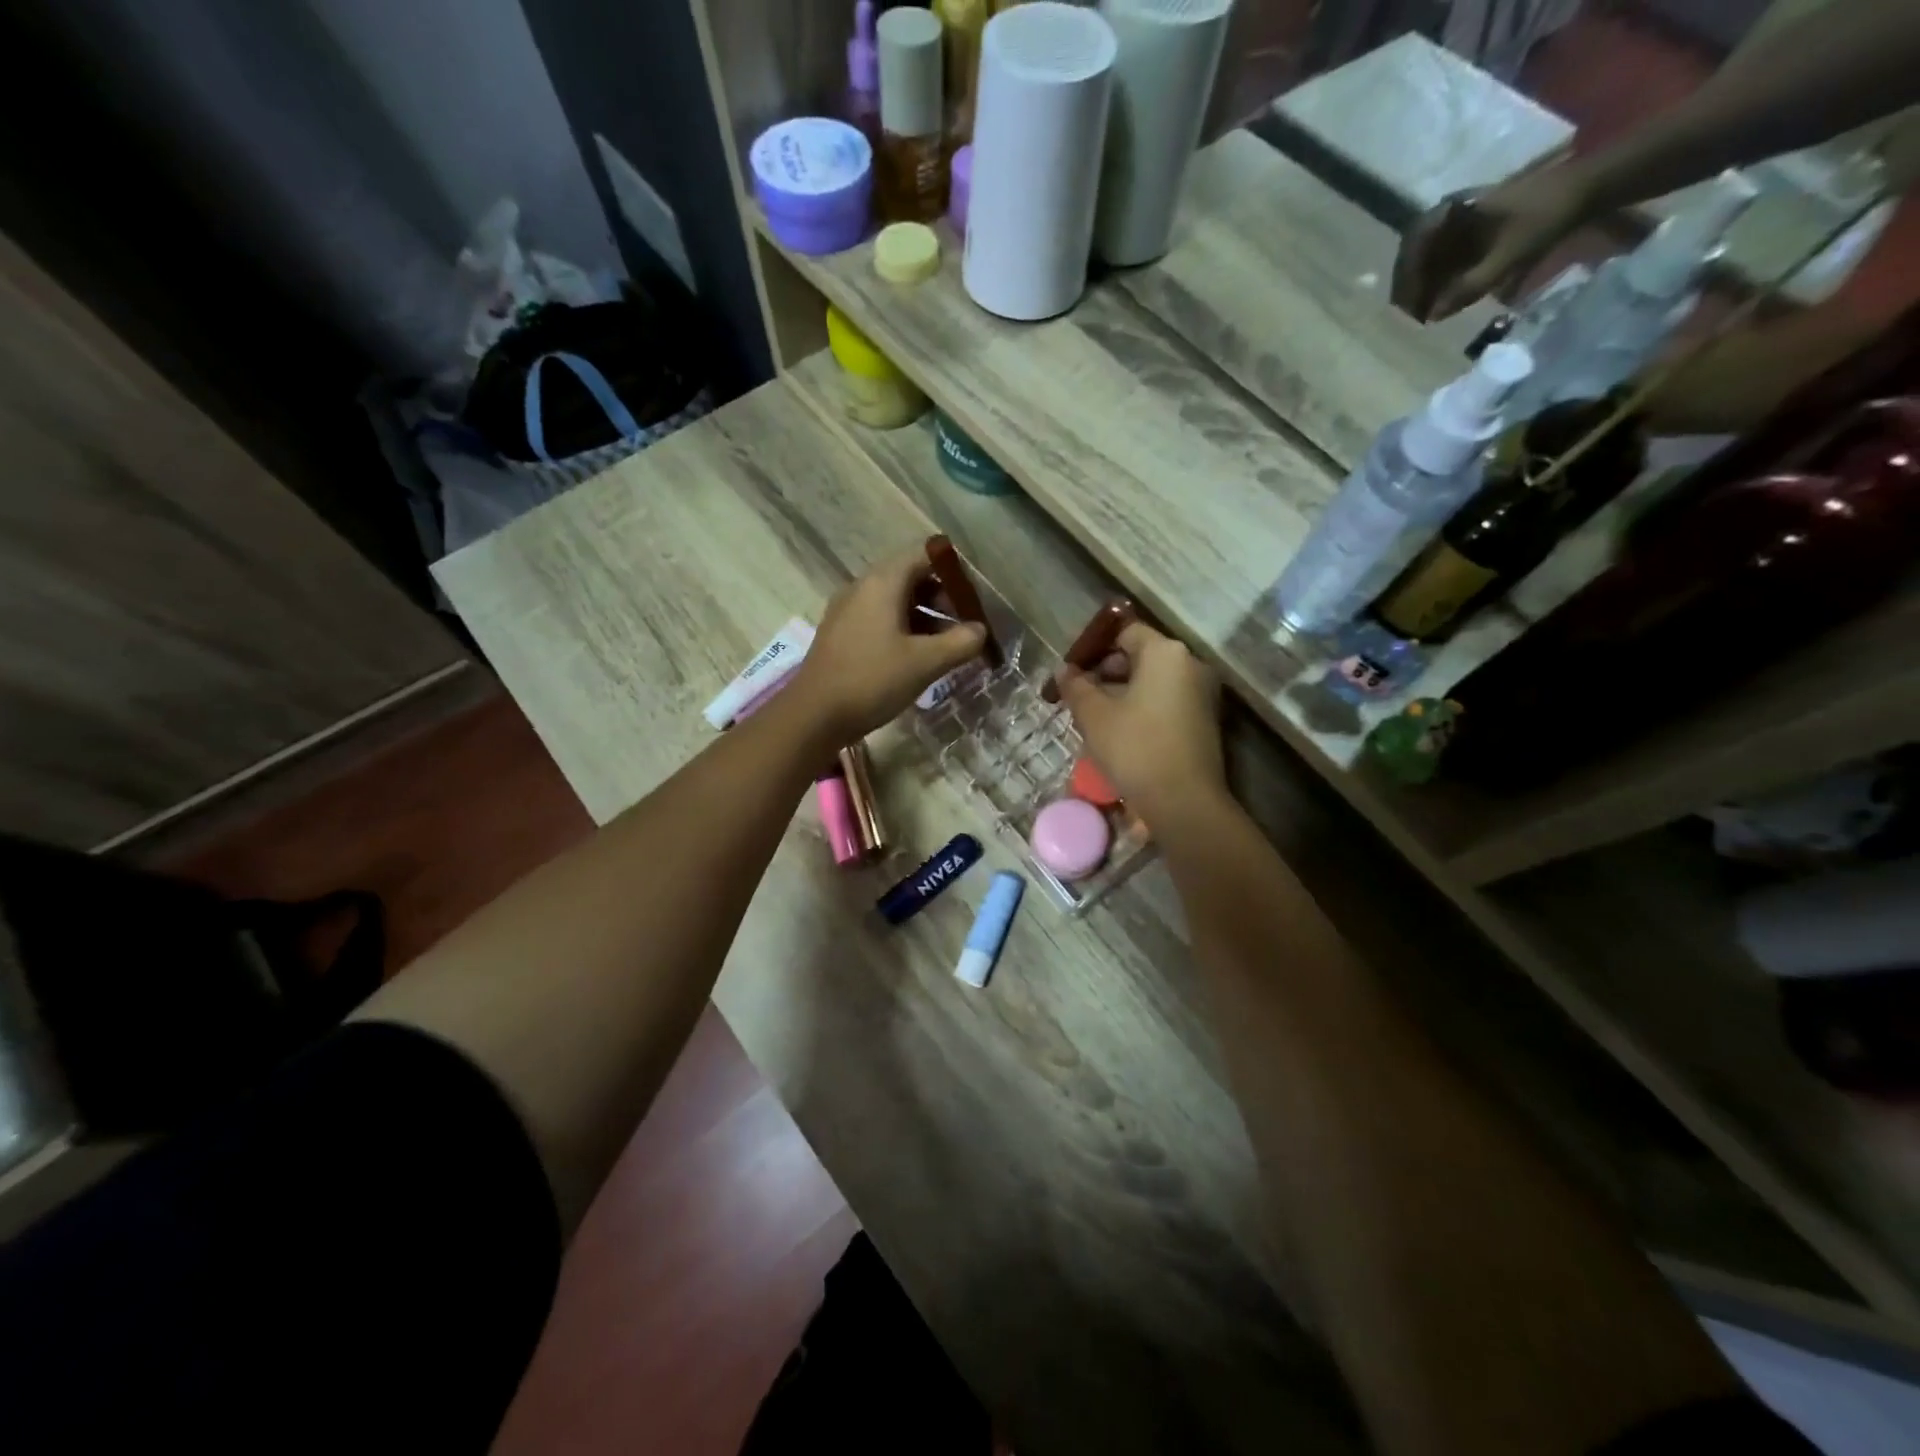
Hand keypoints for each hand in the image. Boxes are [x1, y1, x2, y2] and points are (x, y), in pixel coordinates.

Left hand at [788, 548, 986, 742]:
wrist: (814, 715)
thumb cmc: (872, 680)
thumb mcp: (925, 662)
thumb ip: (960, 642)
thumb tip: (980, 630)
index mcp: (882, 582)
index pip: (923, 554)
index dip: (953, 570)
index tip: (973, 597)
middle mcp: (862, 587)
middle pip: (909, 576)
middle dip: (941, 596)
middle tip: (965, 624)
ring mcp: (847, 611)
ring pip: (894, 601)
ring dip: (924, 616)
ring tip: (946, 645)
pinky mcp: (840, 634)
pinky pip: (878, 619)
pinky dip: (903, 629)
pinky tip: (916, 657)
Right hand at [1055, 622, 1223, 826]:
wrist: (1183, 801)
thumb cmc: (1135, 748)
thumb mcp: (1094, 716)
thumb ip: (1076, 686)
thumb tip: (1064, 670)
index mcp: (1165, 653)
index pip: (1125, 632)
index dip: (1094, 648)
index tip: (1072, 672)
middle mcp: (1190, 664)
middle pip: (1141, 655)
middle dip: (1107, 672)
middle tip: (1079, 697)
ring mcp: (1202, 693)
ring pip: (1152, 681)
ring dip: (1122, 693)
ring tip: (1095, 718)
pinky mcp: (1204, 720)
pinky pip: (1166, 701)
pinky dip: (1142, 708)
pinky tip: (1120, 733)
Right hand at [1392, 166, 1591, 321]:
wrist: (1585, 189)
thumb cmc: (1546, 216)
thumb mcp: (1510, 255)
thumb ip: (1470, 286)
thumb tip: (1433, 315)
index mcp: (1451, 211)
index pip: (1413, 250)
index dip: (1407, 282)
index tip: (1410, 309)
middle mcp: (1447, 215)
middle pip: (1414, 257)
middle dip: (1412, 289)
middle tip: (1414, 317)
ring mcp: (1458, 223)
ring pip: (1426, 261)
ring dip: (1424, 288)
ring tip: (1427, 314)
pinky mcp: (1469, 232)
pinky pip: (1443, 260)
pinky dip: (1439, 282)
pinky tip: (1444, 301)